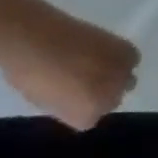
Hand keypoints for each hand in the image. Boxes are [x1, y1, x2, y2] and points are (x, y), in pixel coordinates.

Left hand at [0, 8, 140, 129]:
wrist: (33, 38)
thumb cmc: (26, 73)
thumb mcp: (42, 99)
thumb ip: (68, 105)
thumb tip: (80, 100)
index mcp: (86, 115)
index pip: (89, 119)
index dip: (76, 109)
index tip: (64, 98)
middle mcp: (112, 98)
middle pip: (112, 101)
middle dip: (99, 94)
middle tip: (80, 81)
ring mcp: (125, 76)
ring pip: (125, 82)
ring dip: (112, 77)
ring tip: (90, 65)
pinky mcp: (131, 54)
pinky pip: (131, 62)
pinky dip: (119, 59)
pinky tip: (100, 53)